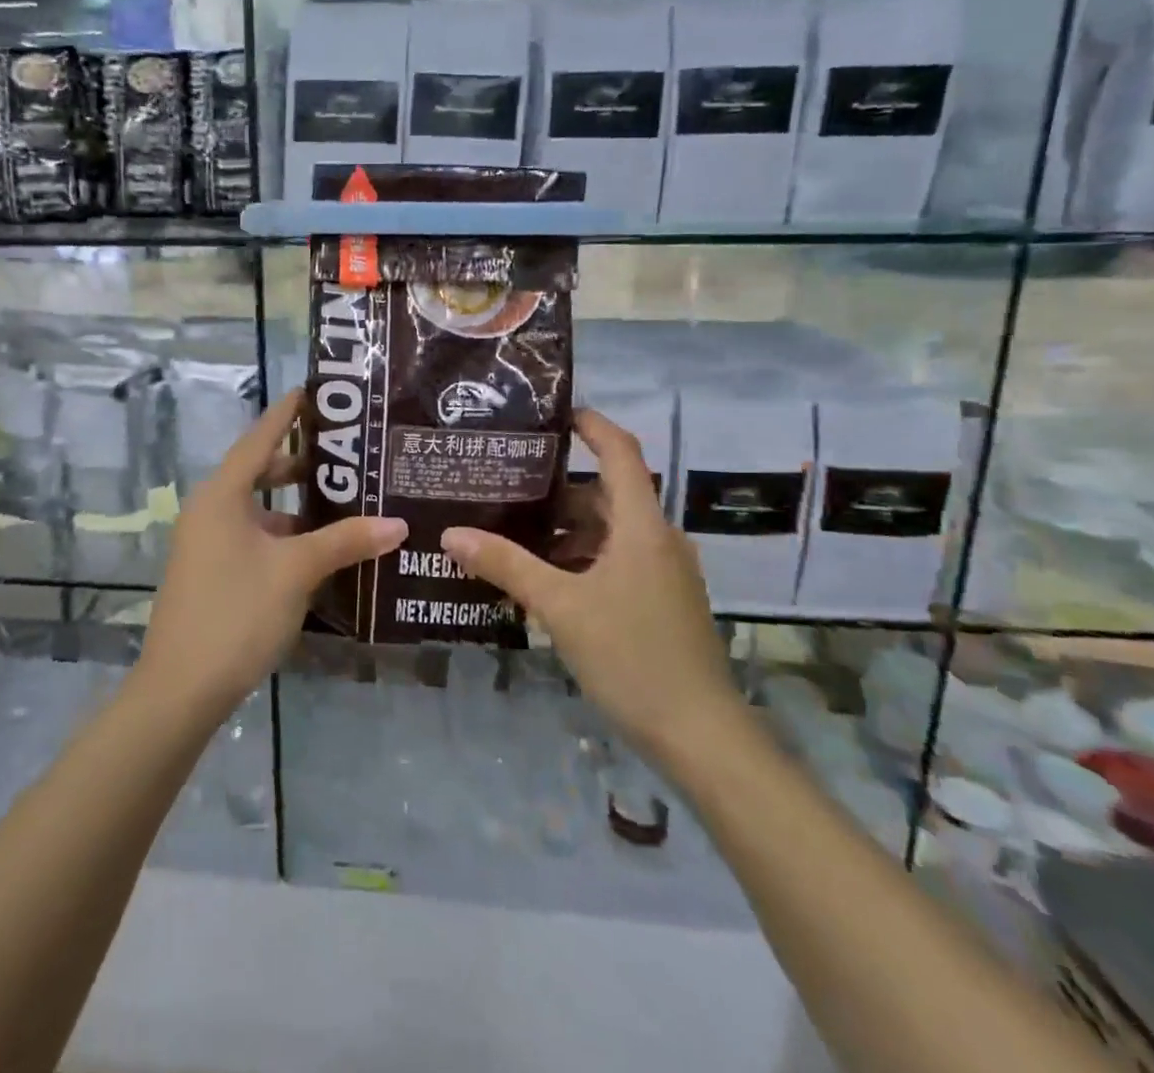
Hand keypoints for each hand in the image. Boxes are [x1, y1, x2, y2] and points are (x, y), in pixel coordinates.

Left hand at [136, 389, 406, 720]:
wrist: (180, 688)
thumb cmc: (236, 613)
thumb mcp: (295, 572)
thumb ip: (345, 542)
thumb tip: (397, 523)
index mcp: (222, 495)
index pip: (260, 438)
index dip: (287, 413)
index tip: (314, 391)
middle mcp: (210, 510)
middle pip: (259, 472)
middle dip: (301, 464)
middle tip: (348, 454)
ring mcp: (207, 543)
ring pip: (259, 510)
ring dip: (296, 507)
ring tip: (346, 502)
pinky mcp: (212, 572)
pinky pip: (254, 538)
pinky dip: (285, 536)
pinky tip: (320, 550)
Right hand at [441, 409, 742, 768]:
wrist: (701, 737)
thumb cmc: (632, 656)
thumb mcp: (560, 606)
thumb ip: (506, 565)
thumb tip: (451, 533)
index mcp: (641, 526)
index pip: (620, 452)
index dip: (591, 424)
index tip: (551, 414)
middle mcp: (658, 540)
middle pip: (606, 494)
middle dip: (557, 488)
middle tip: (505, 484)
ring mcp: (664, 573)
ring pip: (609, 532)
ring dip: (565, 529)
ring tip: (512, 533)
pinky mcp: (661, 602)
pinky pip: (616, 561)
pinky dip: (580, 558)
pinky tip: (543, 580)